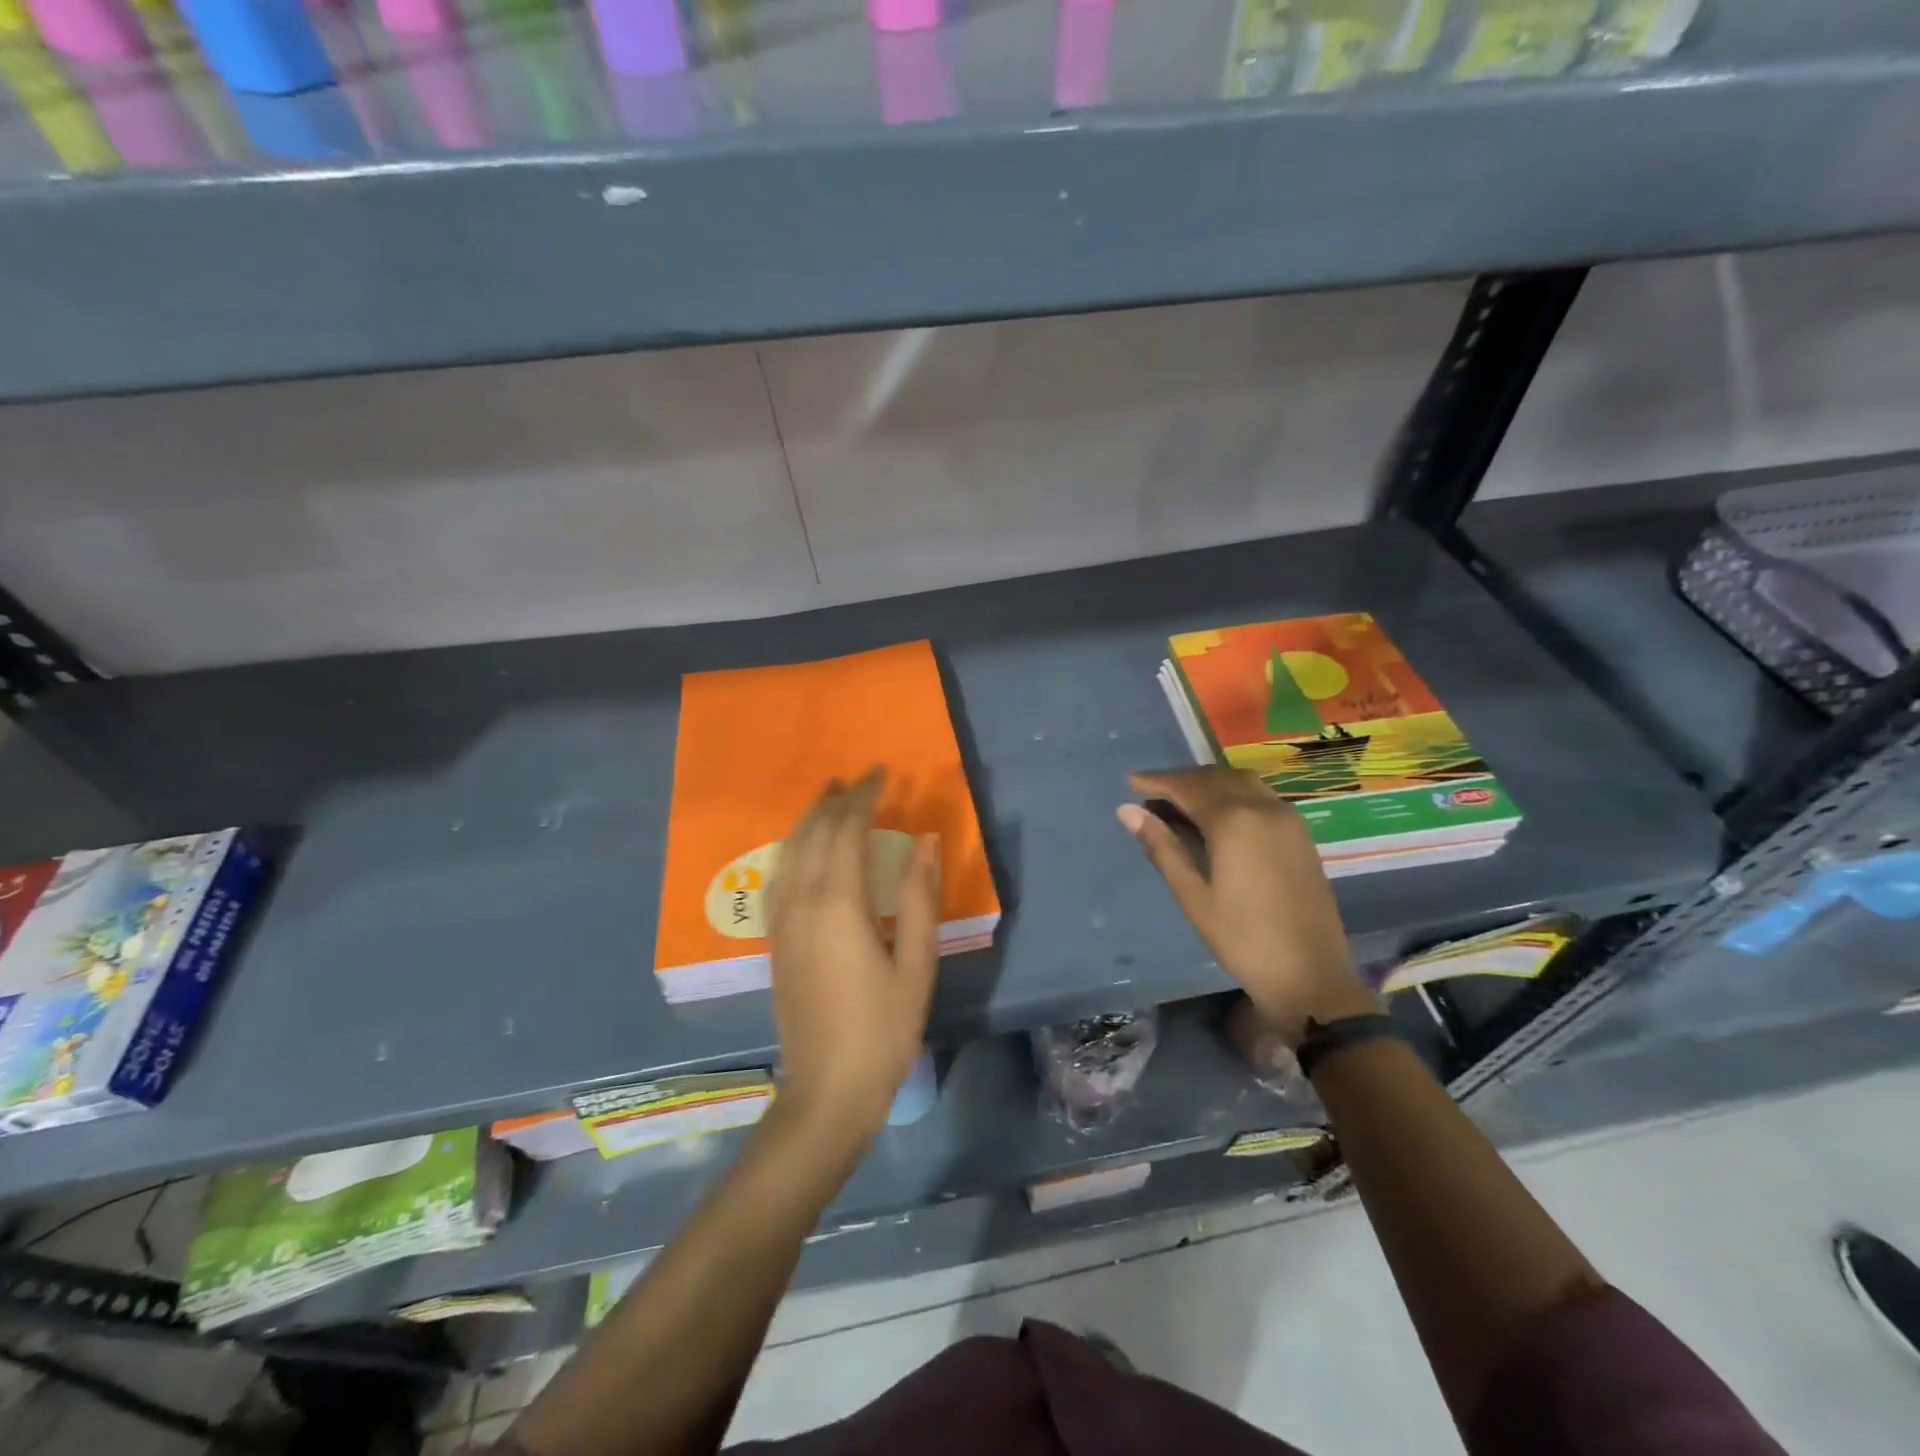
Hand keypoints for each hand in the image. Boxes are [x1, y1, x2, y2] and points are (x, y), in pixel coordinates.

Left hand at [766, 769, 938, 1141]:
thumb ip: (919, 898)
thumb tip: (925, 841)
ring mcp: (782, 922)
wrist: (828, 1089)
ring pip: (789, 851)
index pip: (847, 830)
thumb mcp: (916, 964)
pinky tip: (801, 849)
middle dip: (835, 801)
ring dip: (809, 819)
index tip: (881, 773)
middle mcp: (802, 902)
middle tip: (856, 779)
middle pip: (814, 834)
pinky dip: (793, 848)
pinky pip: (779, 876)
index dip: (863, 796)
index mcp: (839, 903)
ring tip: (828, 798)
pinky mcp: (775, 941)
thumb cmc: (883, 1028)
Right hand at [1118, 767, 1377, 1045]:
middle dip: (1182, 780)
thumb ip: (1162, 847)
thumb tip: (1127, 811)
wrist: (1309, 975)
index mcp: (1235, 822)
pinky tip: (1217, 816)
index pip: (1189, 787)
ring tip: (1181, 802)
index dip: (1158, 781)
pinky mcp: (1300, 834)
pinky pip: (1260, 796)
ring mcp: (1288, 819)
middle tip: (1151, 793)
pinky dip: (1232, 794)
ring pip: (1241, 783)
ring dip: (1209, 784)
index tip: (1131, 781)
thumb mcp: (1193, 896)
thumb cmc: (1242, 939)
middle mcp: (1264, 808)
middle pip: (1216, 778)